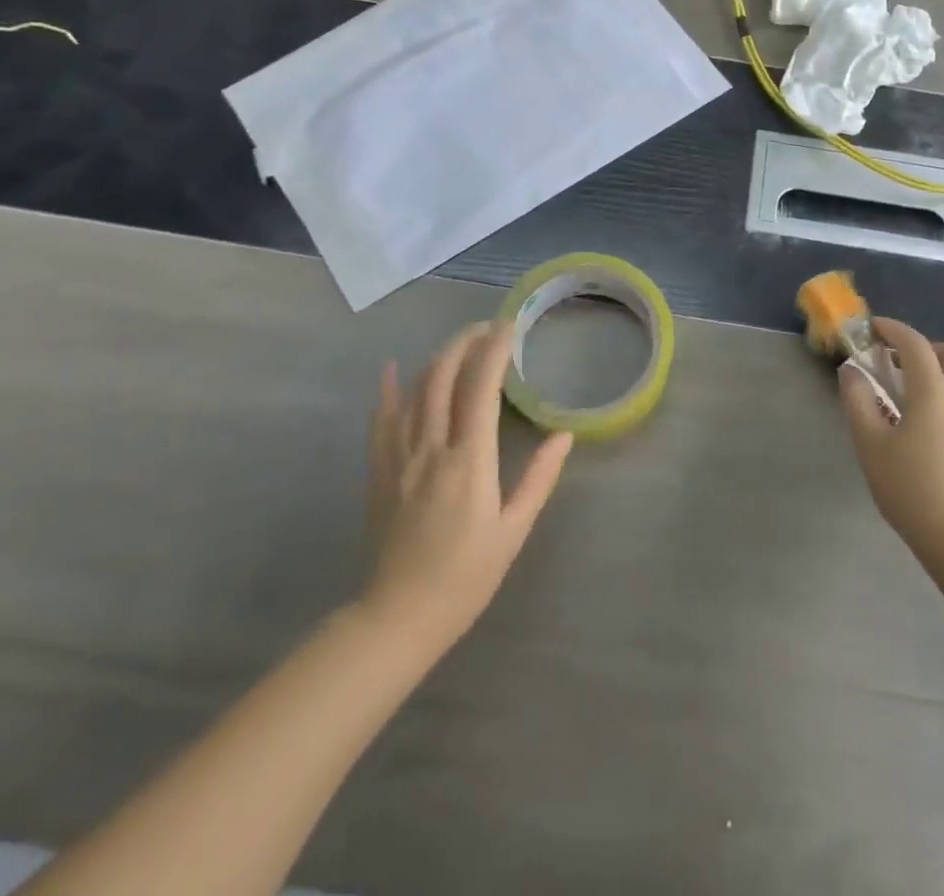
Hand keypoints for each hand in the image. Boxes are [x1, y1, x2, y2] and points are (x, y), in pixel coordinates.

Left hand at [360, 322, 572, 653]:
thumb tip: (564, 435)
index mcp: (469, 462)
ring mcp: (399, 458)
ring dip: (436, 357)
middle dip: (465, 342)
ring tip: (459, 342)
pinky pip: (380, 419)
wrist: (398, 616)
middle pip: (443, 377)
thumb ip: (538, 478)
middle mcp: (432, 449)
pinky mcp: (379, 471)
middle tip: (488, 327)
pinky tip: (391, 367)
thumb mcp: (513, 530)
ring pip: (414, 390)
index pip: (481, 388)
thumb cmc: (466, 577)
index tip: (509, 327)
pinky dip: (386, 389)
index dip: (494, 351)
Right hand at [837, 318, 943, 584]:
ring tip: (913, 403)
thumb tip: (852, 372)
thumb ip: (858, 403)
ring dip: (943, 376)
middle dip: (929, 349)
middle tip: (903, 365)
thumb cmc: (915, 492)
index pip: (915, 344)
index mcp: (935, 392)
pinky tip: (933, 436)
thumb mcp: (872, 447)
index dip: (893, 330)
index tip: (874, 329)